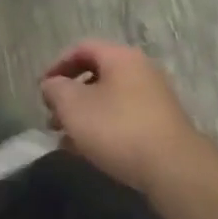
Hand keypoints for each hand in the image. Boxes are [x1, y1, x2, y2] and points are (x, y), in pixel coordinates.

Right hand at [41, 40, 210, 195]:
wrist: (174, 170)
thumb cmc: (118, 128)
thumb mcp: (74, 107)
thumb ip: (56, 90)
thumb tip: (51, 85)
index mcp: (120, 56)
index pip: (82, 48)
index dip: (58, 65)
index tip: (43, 89)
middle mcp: (140, 69)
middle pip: (96, 74)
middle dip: (71, 96)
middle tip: (53, 118)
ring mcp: (155, 98)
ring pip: (110, 99)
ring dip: (86, 116)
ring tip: (68, 140)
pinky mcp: (162, 126)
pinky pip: (124, 118)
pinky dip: (104, 129)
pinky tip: (92, 153)